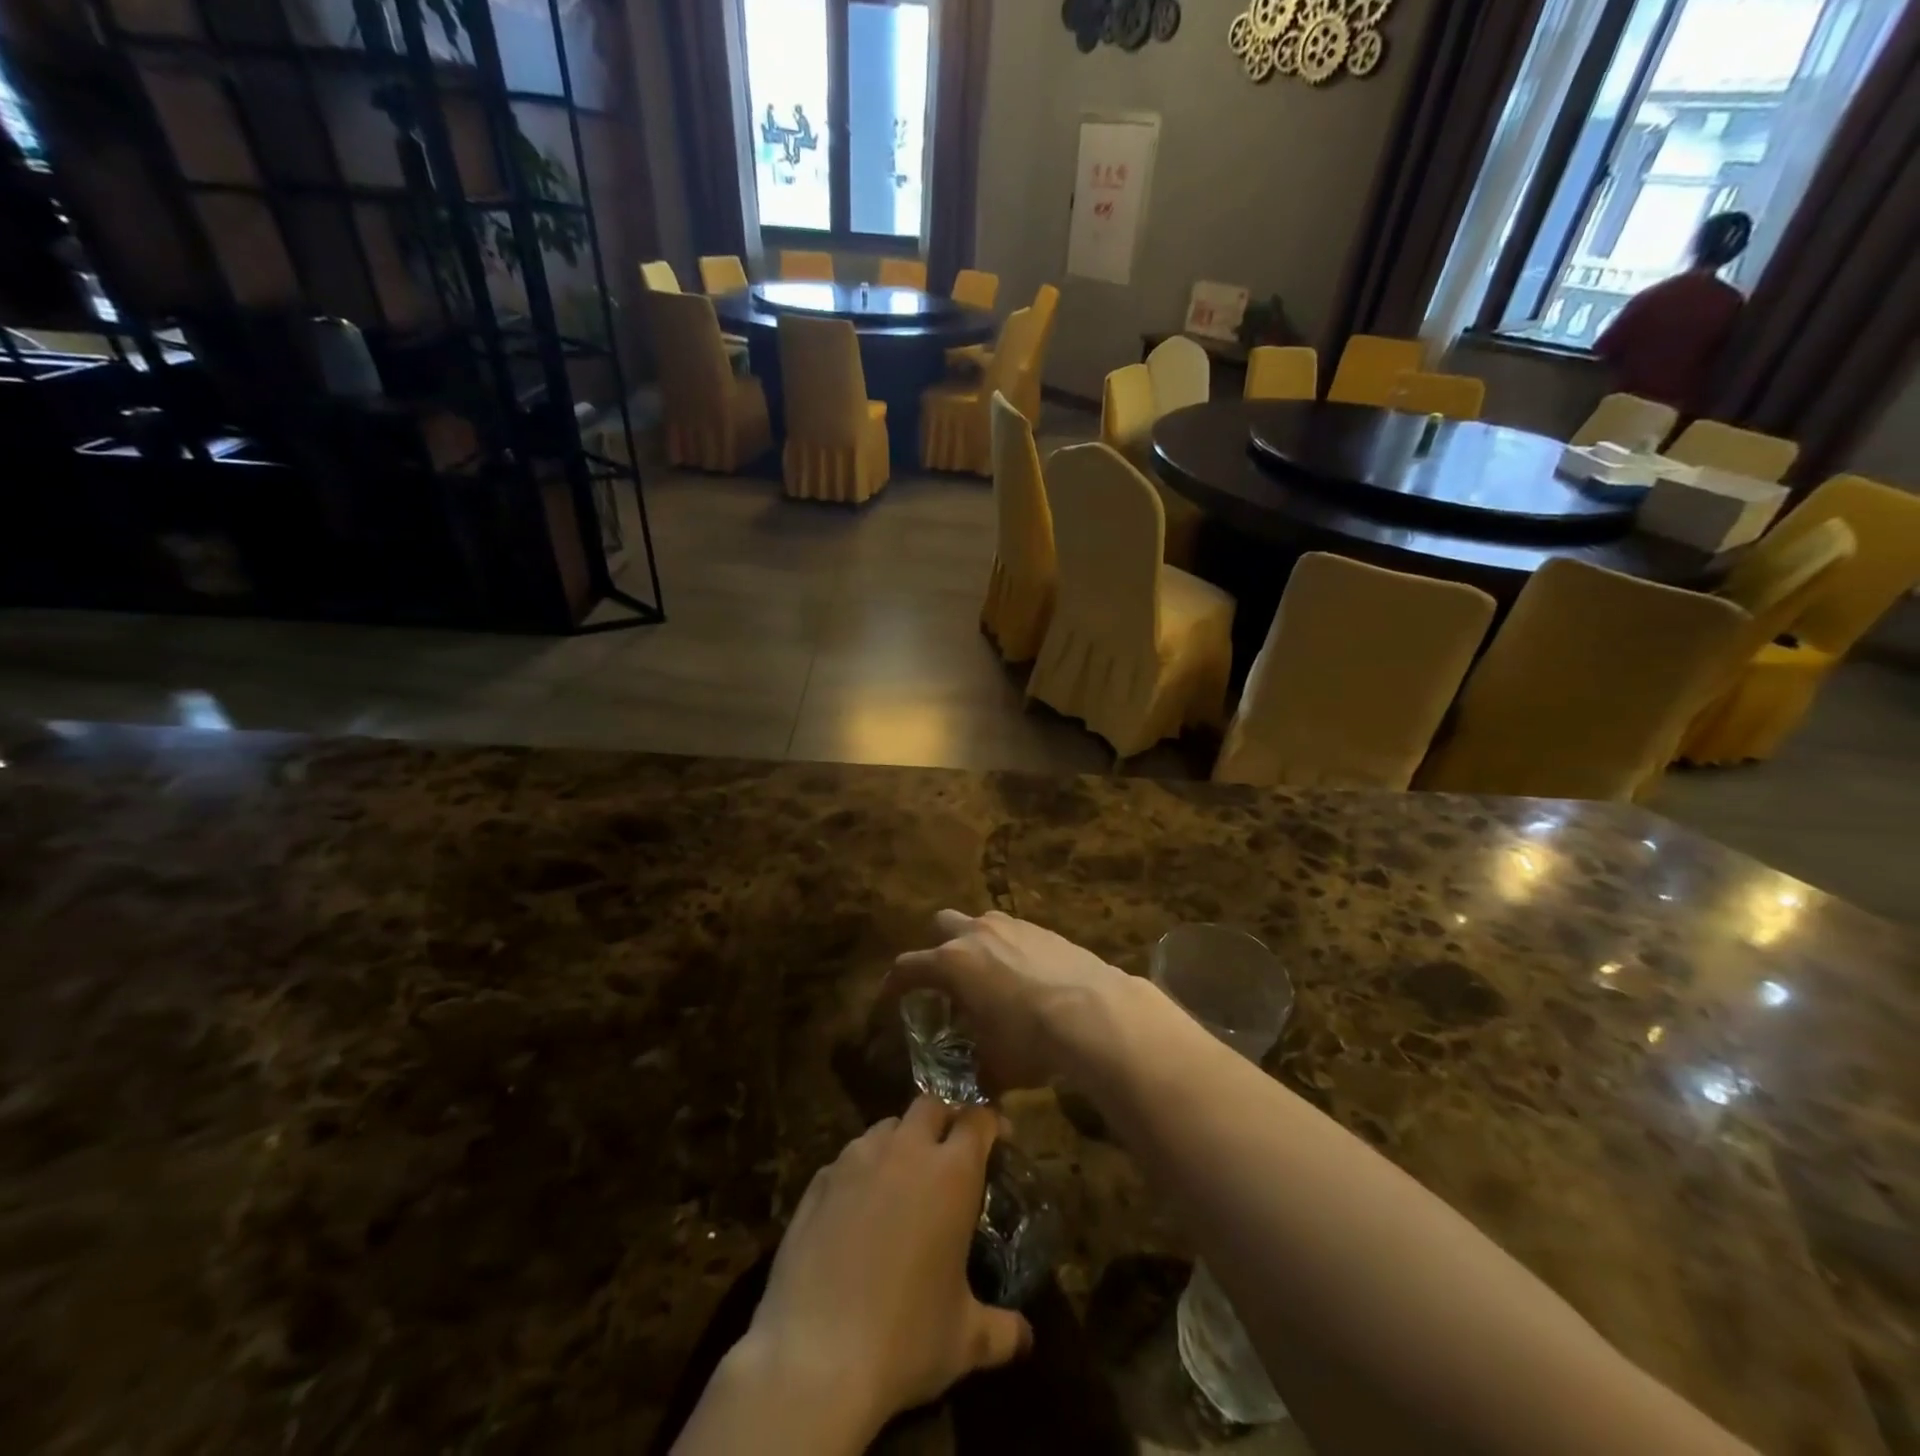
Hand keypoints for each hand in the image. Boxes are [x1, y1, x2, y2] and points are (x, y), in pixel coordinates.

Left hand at [735, 1098, 1032, 1441]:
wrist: (813, 1359)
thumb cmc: (905, 1341)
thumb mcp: (965, 1341)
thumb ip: (1001, 1331)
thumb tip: (1027, 1338)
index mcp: (951, 1174)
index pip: (978, 1120)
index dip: (991, 1124)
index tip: (1000, 1138)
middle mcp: (905, 1150)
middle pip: (931, 1106)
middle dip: (945, 1120)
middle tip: (951, 1152)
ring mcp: (856, 1159)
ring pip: (886, 1127)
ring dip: (901, 1142)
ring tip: (903, 1178)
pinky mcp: (818, 1180)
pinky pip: (849, 1159)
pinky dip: (862, 1171)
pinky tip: (858, 1209)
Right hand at [890, 910, 1127, 1093]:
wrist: (1095, 1011)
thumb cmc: (1031, 1039)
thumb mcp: (996, 1066)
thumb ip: (976, 1073)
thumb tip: (975, 1090)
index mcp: (952, 963)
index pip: (907, 967)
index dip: (894, 984)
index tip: (890, 998)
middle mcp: (976, 933)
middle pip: (940, 925)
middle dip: (937, 948)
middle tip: (946, 981)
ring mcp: (1012, 925)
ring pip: (980, 923)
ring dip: (976, 944)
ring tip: (989, 978)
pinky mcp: (1043, 928)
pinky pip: (1013, 932)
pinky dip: (1010, 949)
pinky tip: (1026, 979)